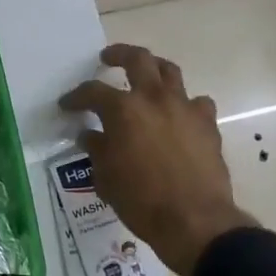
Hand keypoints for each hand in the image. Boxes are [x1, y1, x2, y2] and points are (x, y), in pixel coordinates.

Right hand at [59, 44, 257, 275]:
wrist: (195, 221)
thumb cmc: (141, 201)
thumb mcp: (106, 178)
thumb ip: (96, 149)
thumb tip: (90, 135)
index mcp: (123, 110)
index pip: (92, 92)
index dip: (76, 97)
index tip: (67, 104)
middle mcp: (154, 99)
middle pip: (137, 59)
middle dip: (119, 54)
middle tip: (107, 59)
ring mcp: (185, 108)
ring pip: (170, 71)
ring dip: (154, 68)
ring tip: (145, 75)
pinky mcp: (207, 124)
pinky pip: (197, 102)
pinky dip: (185, 103)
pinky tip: (178, 114)